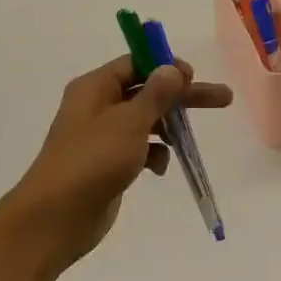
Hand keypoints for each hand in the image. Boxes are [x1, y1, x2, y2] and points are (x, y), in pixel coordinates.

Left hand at [4, 54, 232, 268]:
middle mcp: (97, 107)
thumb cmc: (93, 160)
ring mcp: (102, 137)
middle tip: (222, 99)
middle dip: (182, 97)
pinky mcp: (108, 164)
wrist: (57, 217)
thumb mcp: (129, 122)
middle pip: (147, 92)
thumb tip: (172, 68)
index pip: (134, 64)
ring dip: (167, 128)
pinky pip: (138, 149)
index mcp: (95, 88)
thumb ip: (155, 94)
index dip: (165, 66)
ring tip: (186, 141)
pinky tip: (159, 169)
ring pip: (144, 122)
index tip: (193, 76)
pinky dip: (153, 155)